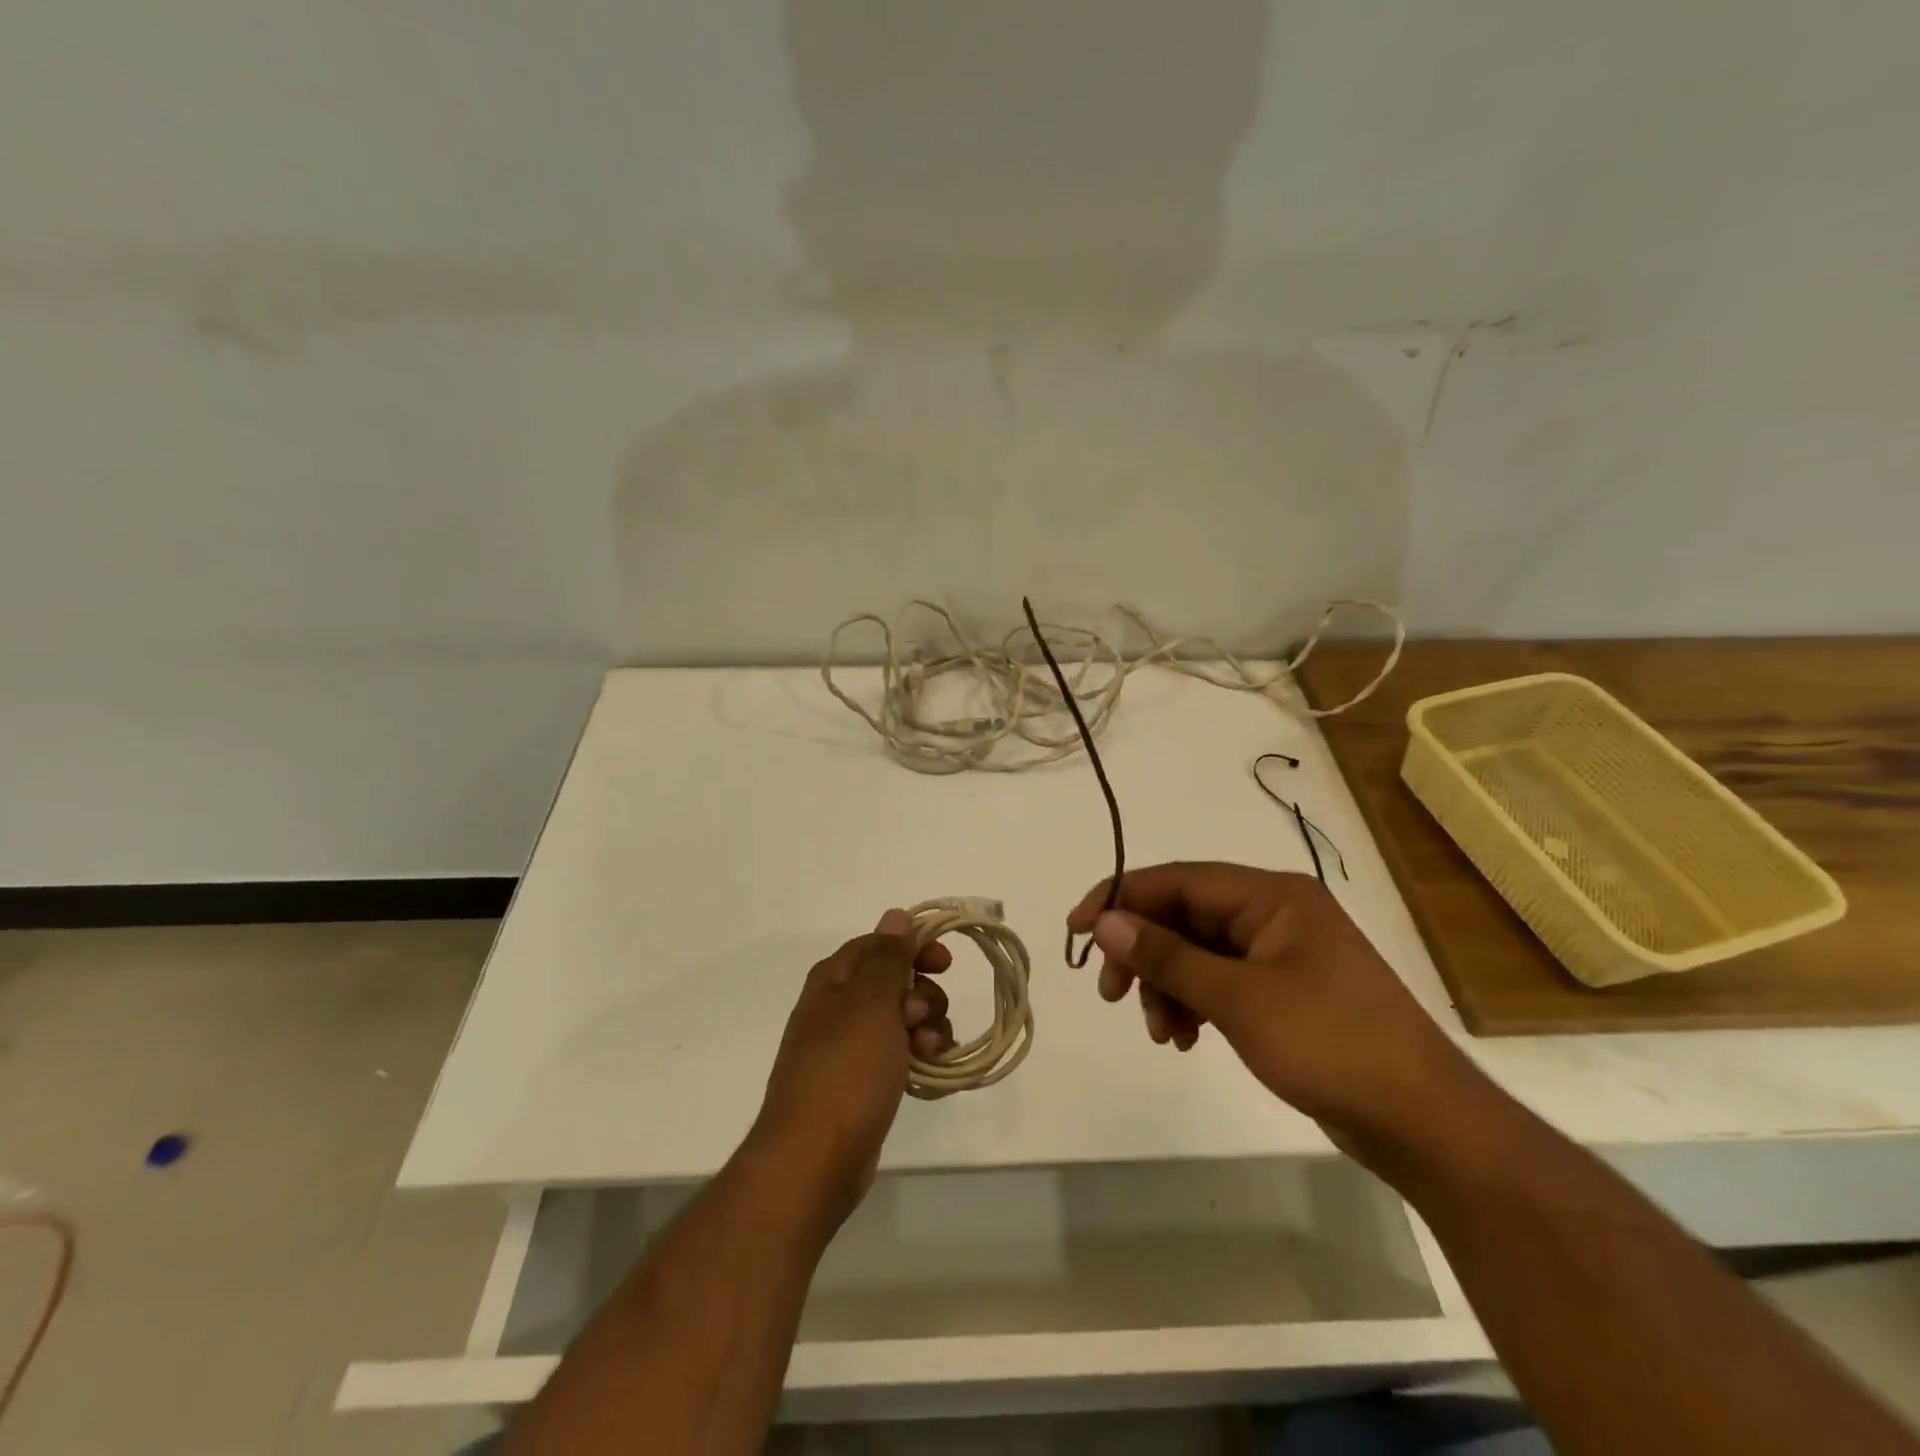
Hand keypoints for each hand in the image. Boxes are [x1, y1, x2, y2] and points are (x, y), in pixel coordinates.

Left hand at [750, 910, 953, 1217]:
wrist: (814, 1159)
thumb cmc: (845, 1071)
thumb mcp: (871, 1003)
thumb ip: (887, 957)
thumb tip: (895, 914)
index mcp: (833, 980)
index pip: (879, 944)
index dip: (914, 947)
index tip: (946, 963)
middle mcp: (837, 1007)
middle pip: (894, 981)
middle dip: (922, 993)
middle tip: (923, 1016)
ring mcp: (847, 1047)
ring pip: (901, 1019)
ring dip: (925, 1026)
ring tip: (927, 1051)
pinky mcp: (860, 1082)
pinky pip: (898, 1053)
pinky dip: (917, 1055)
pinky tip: (928, 1070)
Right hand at [1067, 862, 1482, 1160]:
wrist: (1425, 1123)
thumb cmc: (1331, 1044)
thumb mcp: (1238, 998)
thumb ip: (1167, 956)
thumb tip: (1104, 922)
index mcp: (1271, 896)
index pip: (1176, 880)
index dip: (1120, 899)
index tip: (1077, 931)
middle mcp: (1274, 914)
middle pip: (1183, 916)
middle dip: (1144, 953)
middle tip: (1111, 993)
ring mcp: (1281, 954)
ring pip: (1198, 953)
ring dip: (1168, 986)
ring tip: (1163, 1033)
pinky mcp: (1285, 993)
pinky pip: (1220, 983)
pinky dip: (1195, 1004)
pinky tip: (1187, 1039)